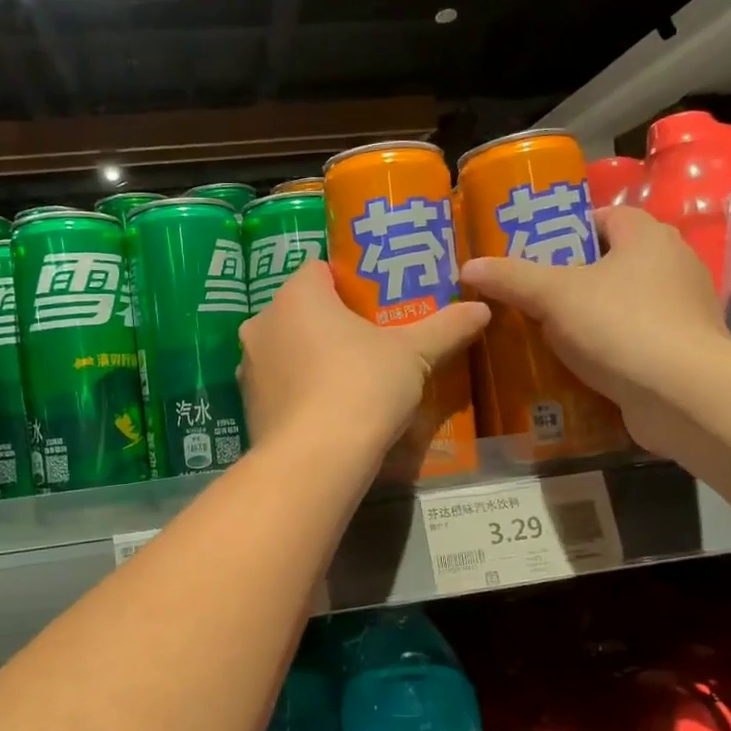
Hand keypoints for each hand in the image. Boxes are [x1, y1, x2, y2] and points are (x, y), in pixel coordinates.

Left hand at [238, 260, 488, 460]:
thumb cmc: (362, 387)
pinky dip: (299, 393)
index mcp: (297, 295)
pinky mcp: (248, 407)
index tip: (375, 306)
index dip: (348, 284)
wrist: (315, 461)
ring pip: (286, 350)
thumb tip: (482, 309)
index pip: (319, 270)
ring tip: (350, 382)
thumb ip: (446, 328)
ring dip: (312, 359)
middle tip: (370, 343)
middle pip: (301, 311)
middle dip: (331, 324)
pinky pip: (279, 387)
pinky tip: (328, 413)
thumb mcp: (413, 355)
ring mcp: (248, 367)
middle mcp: (262, 323)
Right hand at [461, 206, 730, 451]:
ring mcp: (684, 310)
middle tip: (533, 296)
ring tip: (548, 333)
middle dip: (575, 277)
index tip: (536, 253)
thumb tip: (468, 266)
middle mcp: (674, 264)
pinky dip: (610, 347)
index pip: (607, 217)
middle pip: (615, 261)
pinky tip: (580, 365)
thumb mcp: (553, 296)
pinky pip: (637, 338)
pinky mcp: (683, 350)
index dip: (570, 230)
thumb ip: (511, 278)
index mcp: (648, 237)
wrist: (682, 394)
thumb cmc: (619, 325)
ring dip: (591, 315)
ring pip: (626, 302)